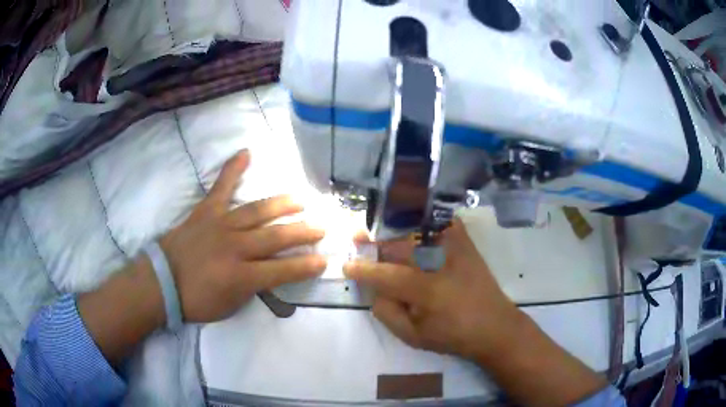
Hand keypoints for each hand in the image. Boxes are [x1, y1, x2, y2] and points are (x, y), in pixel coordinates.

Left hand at [160, 150, 326, 322]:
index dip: (306, 266)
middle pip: (275, 236)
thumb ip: (253, 288)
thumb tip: (270, 272)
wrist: (162, 282)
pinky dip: (233, 169)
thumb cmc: (196, 300)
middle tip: (322, 227)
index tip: (324, 260)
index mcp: (241, 275)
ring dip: (282, 204)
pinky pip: (221, 186)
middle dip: (303, 232)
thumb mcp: (231, 305)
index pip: (282, 270)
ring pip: (257, 211)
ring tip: (301, 199)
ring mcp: (220, 224)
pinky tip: (246, 152)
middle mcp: (235, 247)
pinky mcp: (206, 211)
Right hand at [345, 219, 609, 406]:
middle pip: (397, 245)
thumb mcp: (413, 336)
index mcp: (426, 290)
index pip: (384, 274)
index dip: (362, 269)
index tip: (346, 265)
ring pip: (414, 231)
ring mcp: (455, 246)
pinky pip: (438, 221)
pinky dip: (421, 219)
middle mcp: (440, 261)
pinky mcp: (465, 241)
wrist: (495, 326)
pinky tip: (409, 224)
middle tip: (358, 240)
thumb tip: (373, 288)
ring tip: (379, 234)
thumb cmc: (453, 335)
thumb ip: (386, 312)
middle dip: (374, 244)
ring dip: (393, 232)